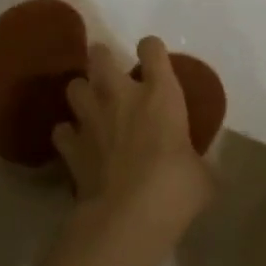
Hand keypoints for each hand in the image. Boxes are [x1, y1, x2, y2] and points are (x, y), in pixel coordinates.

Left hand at [54, 38, 214, 261]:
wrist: (128, 216)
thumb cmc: (176, 188)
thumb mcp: (204, 175)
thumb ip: (199, 161)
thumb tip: (201, 169)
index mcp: (161, 94)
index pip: (152, 49)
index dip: (151, 49)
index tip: (153, 58)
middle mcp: (122, 96)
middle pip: (100, 56)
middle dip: (102, 58)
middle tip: (110, 71)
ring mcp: (91, 119)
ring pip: (74, 87)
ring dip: (82, 92)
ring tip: (91, 104)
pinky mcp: (71, 147)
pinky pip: (61, 131)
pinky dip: (68, 134)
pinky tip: (76, 143)